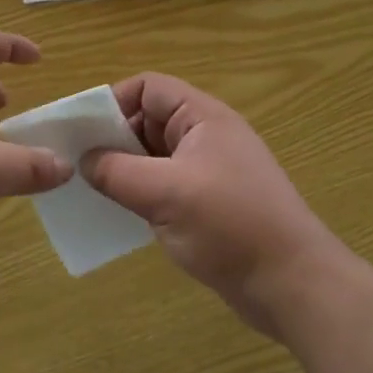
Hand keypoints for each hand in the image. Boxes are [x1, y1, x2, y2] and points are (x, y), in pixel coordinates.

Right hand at [81, 73, 343, 335]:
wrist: (293, 284)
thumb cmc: (230, 226)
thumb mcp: (165, 193)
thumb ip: (117, 172)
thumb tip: (85, 161)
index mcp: (202, 118)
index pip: (148, 88)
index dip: (114, 102)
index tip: (83, 133)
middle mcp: (206, 137)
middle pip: (149, 120)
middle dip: (114, 139)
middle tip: (79, 166)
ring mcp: (209, 172)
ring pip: (154, 156)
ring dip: (125, 170)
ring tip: (92, 192)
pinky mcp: (209, 204)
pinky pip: (165, 186)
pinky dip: (142, 194)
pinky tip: (121, 216)